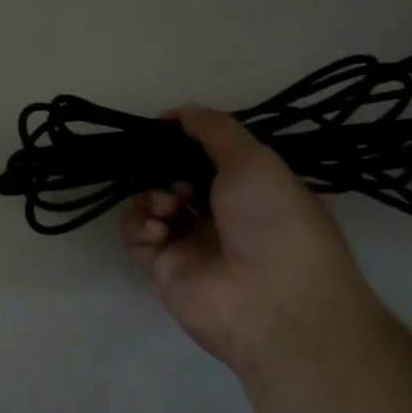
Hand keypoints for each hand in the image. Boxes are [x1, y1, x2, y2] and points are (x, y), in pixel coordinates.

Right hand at [121, 106, 383, 373]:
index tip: (165, 125)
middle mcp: (221, 214)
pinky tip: (158, 228)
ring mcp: (190, 241)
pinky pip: (136, 233)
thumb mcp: (255, 161)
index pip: (210, 155)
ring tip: (168, 204)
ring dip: (152, 194)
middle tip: (163, 166)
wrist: (273, 302)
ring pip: (152, 202)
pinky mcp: (163, 267)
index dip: (187, 139)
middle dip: (164, 166)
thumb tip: (182, 110)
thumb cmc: (275, 222)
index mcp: (253, 188)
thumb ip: (216, 130)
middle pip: (176, 176)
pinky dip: (139, 223)